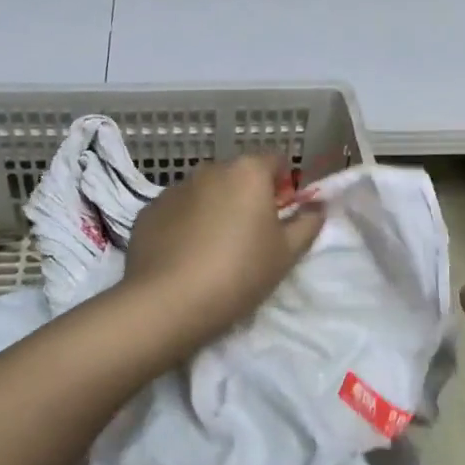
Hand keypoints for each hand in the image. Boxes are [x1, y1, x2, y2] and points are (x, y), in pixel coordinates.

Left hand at [124, 155, 325, 348]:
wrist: (168, 302)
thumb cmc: (239, 272)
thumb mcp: (286, 254)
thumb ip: (307, 223)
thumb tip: (317, 207)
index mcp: (247, 172)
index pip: (275, 161)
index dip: (283, 185)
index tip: (281, 216)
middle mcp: (209, 169)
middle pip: (237, 176)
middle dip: (246, 197)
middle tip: (250, 238)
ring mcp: (173, 189)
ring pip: (204, 193)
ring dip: (213, 210)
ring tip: (213, 252)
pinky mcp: (147, 211)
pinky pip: (176, 212)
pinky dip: (183, 225)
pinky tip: (184, 258)